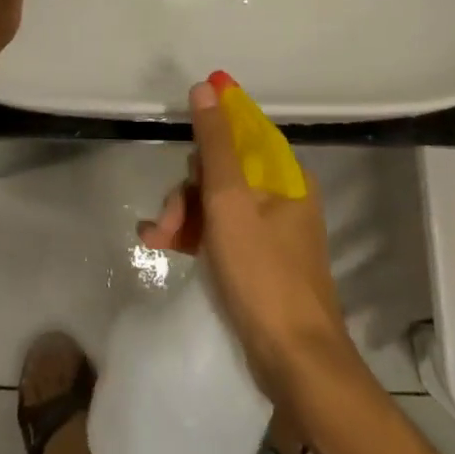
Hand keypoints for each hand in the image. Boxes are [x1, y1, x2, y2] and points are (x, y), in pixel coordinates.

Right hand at [140, 80, 355, 400]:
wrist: (297, 367)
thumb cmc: (263, 276)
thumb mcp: (230, 202)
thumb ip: (215, 143)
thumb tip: (206, 86)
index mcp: (286, 176)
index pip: (244, 132)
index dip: (212, 126)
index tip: (181, 132)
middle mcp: (283, 197)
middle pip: (224, 170)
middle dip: (188, 189)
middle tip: (166, 217)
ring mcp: (273, 232)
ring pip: (218, 203)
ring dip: (184, 215)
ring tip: (157, 238)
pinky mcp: (260, 262)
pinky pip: (222, 233)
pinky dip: (194, 236)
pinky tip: (163, 244)